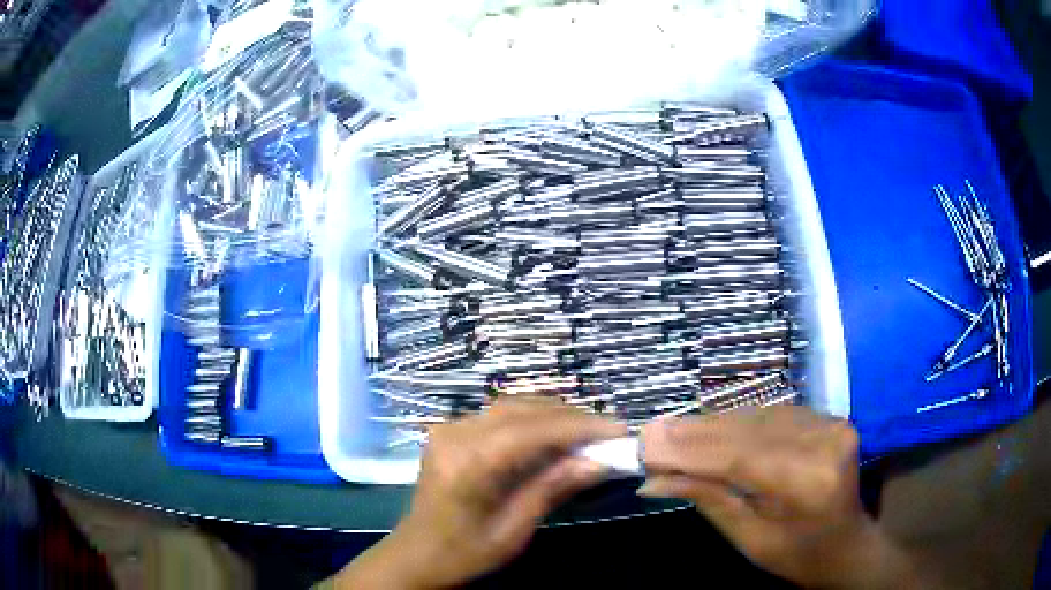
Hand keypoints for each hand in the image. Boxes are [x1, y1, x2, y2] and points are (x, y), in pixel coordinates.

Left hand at [337, 398, 626, 588]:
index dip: (580, 427)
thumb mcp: (513, 530)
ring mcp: (448, 428)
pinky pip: (497, 416)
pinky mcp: (449, 431)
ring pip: (511, 407)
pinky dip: (531, 421)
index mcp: (468, 463)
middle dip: (570, 418)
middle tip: (609, 432)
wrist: (417, 554)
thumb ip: (552, 489)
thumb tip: (599, 462)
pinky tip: (552, 435)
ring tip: (588, 432)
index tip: (619, 430)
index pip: (534, 431)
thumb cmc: (464, 552)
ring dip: (552, 415)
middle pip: (523, 410)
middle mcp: (455, 434)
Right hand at [639, 406, 924, 589]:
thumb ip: (708, 500)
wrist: (847, 544)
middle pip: (747, 430)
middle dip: (694, 433)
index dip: (690, 449)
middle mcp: (825, 442)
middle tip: (650, 433)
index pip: (741, 457)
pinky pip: (772, 415)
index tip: (645, 443)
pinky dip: (737, 423)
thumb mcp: (749, 539)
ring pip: (757, 417)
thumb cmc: (797, 555)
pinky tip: (709, 430)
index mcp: (810, 483)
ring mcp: (830, 423)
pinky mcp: (828, 418)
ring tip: (671, 432)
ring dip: (712, 426)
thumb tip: (654, 479)